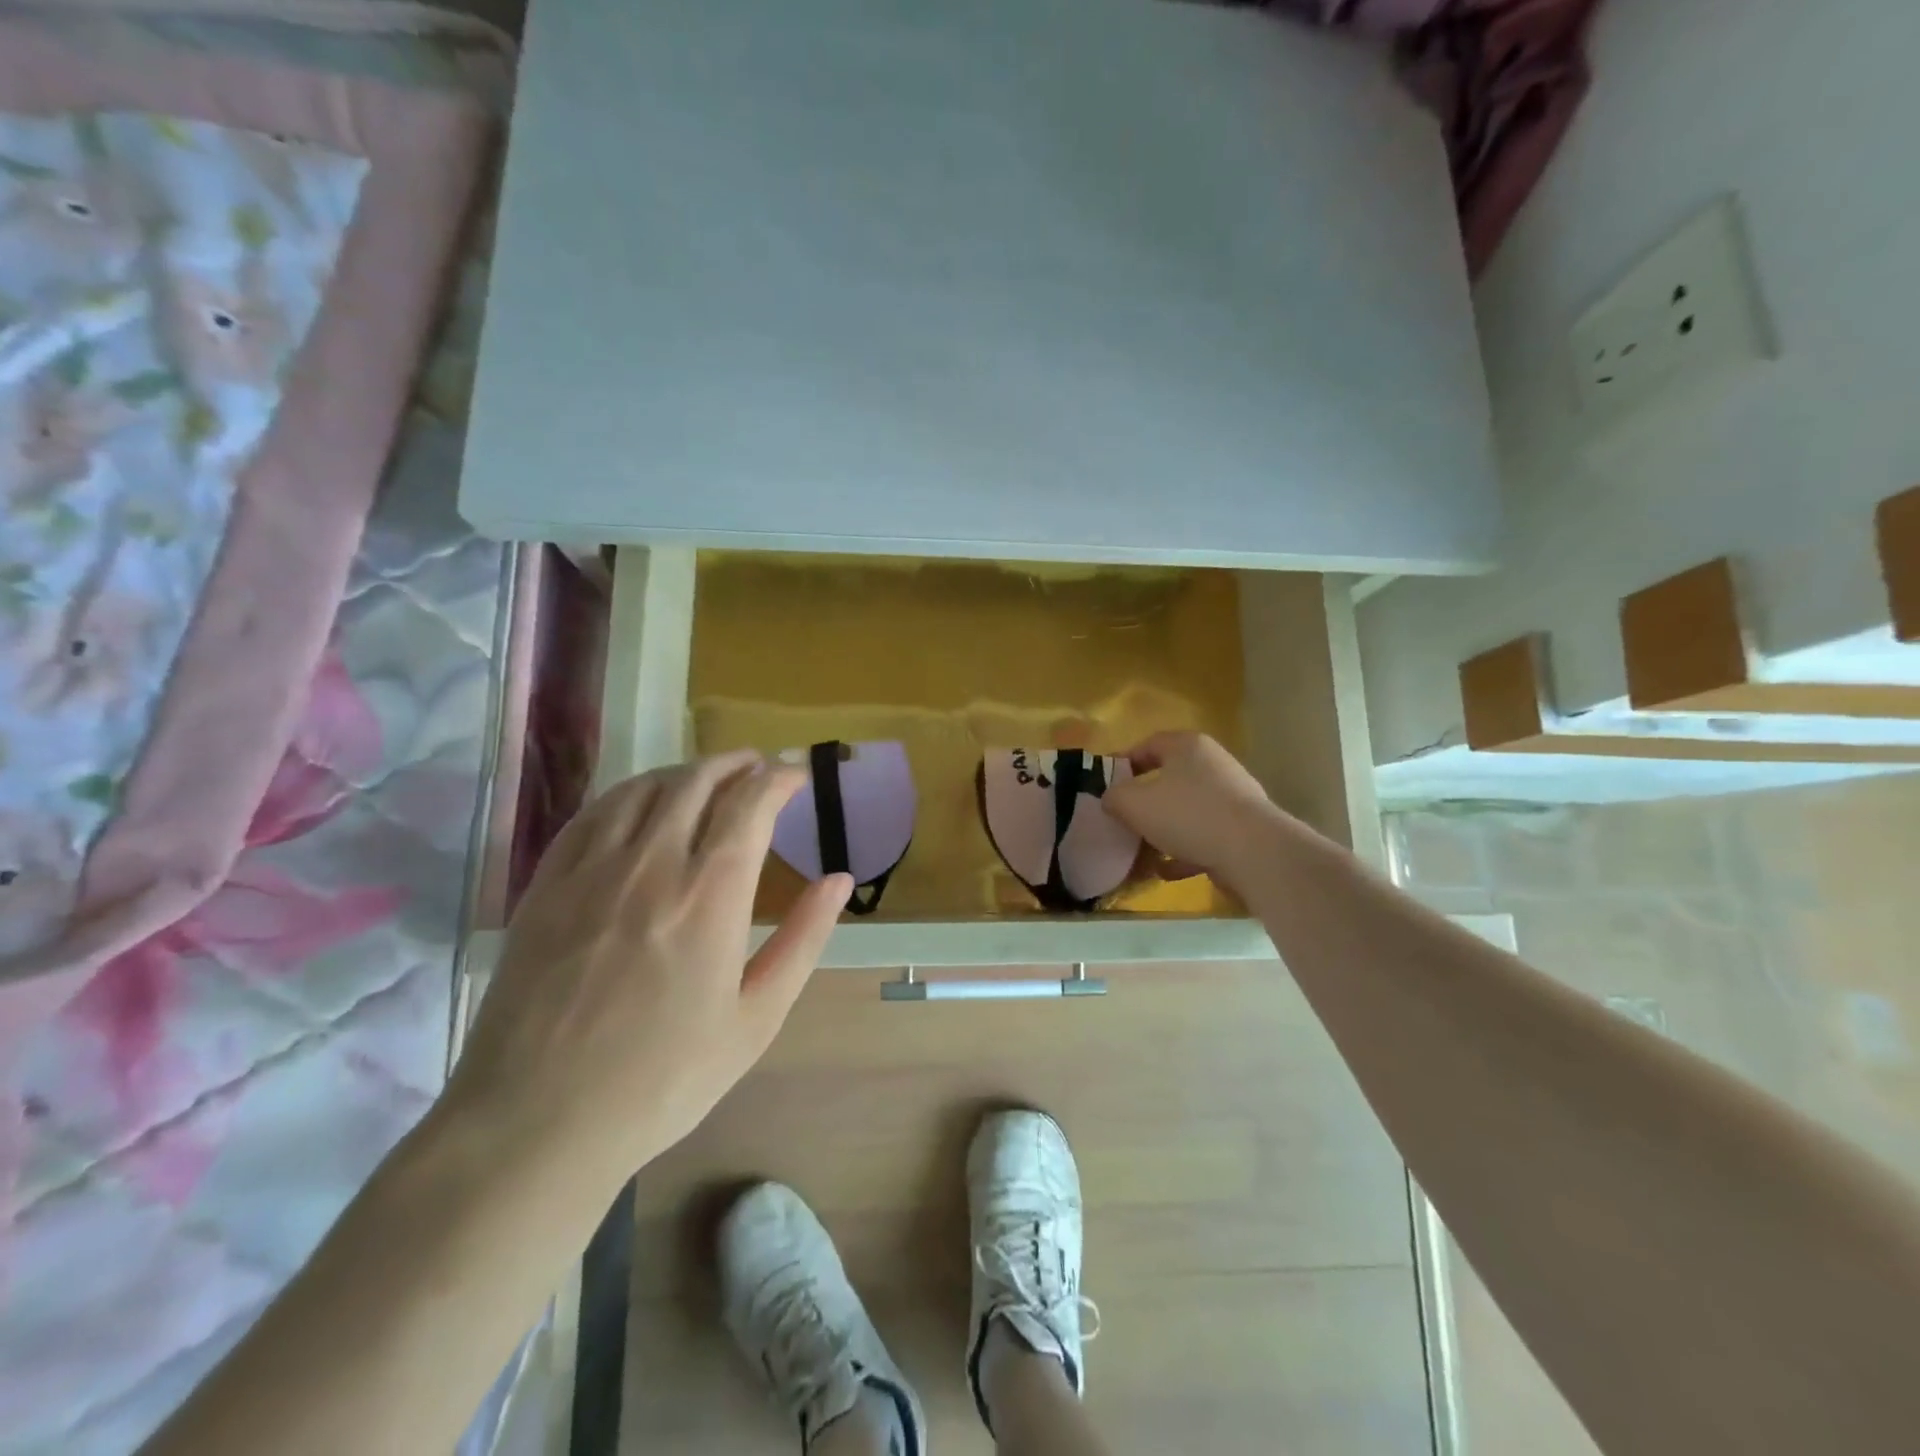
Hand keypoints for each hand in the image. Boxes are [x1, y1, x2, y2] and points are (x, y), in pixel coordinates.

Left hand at [445, 752, 849, 1194]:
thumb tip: (840, 880)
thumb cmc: (664, 1079)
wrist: (537, 1123)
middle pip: (699, 781)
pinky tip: (641, 801)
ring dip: (687, 771)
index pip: (751, 803)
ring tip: (709, 777)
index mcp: (710, 894)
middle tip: (759, 768)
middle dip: (737, 764)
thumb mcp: (757, 1018)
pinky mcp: (548, 884)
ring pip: (646, 787)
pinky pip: (594, 812)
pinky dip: (630, 792)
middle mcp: (652, 863)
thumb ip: (804, 940)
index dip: (780, 779)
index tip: (798, 777)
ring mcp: (592, 869)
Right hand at [1104, 731, 1282, 889]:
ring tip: (1140, 851)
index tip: (1105, 784)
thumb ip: (1114, 797)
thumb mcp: (1134, 803)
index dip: (1123, 762)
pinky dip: (1183, 852)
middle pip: (1169, 779)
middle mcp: (1213, 765)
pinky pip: (1203, 837)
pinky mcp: (1242, 829)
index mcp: (1188, 746)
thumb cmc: (1187, 815)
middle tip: (1122, 819)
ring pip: (1186, 811)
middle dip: (1143, 802)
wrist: (1253, 852)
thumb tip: (1111, 799)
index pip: (1149, 744)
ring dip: (1162, 831)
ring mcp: (1232, 798)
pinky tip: (1165, 871)